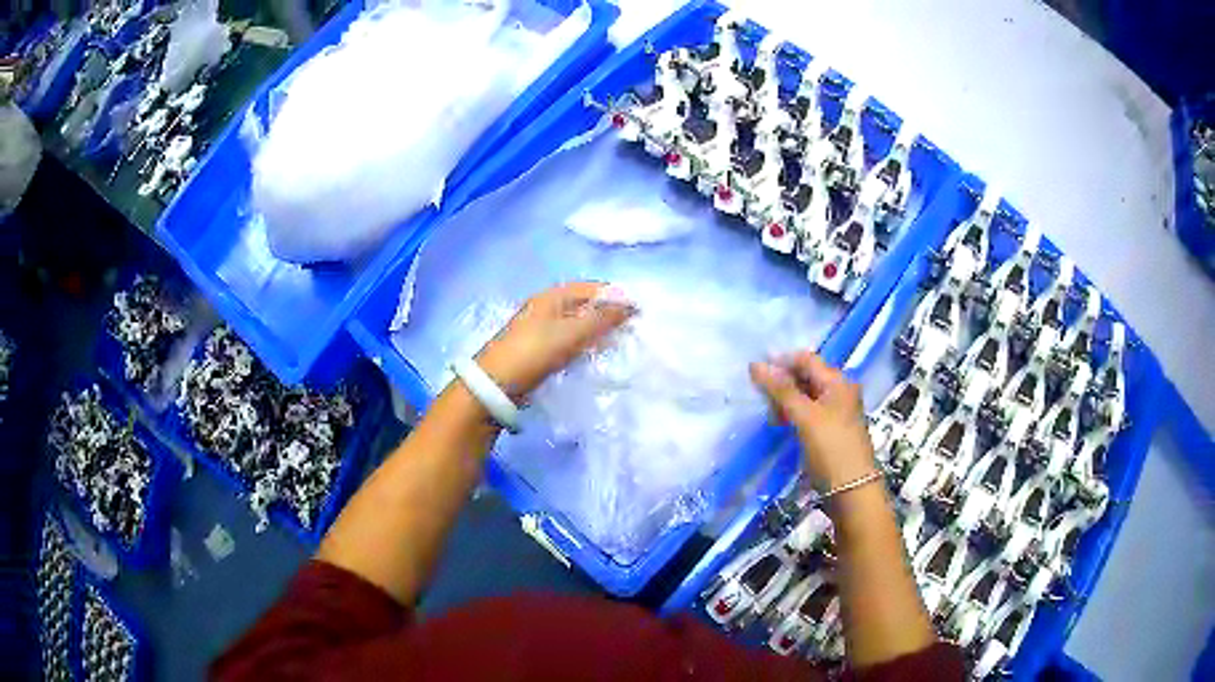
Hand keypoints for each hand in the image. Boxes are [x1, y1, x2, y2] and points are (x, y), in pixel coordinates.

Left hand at [476, 282, 634, 399]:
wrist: (496, 385)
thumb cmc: (534, 352)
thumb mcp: (571, 333)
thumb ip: (602, 318)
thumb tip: (631, 305)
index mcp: (551, 296)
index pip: (592, 288)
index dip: (615, 296)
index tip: (639, 312)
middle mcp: (546, 307)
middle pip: (585, 305)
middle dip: (608, 314)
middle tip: (631, 329)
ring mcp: (540, 328)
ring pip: (577, 324)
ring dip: (597, 331)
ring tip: (618, 343)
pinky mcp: (538, 349)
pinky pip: (569, 341)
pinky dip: (584, 345)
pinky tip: (595, 356)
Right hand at [750, 351, 878, 491]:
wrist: (851, 490)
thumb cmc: (830, 448)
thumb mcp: (805, 416)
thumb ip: (781, 390)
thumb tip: (756, 364)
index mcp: (838, 381)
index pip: (806, 359)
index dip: (781, 361)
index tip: (754, 372)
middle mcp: (840, 391)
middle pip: (806, 376)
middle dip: (782, 382)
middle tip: (759, 395)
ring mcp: (837, 411)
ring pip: (806, 395)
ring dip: (786, 400)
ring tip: (768, 413)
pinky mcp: (831, 430)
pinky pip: (809, 412)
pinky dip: (793, 414)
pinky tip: (780, 424)